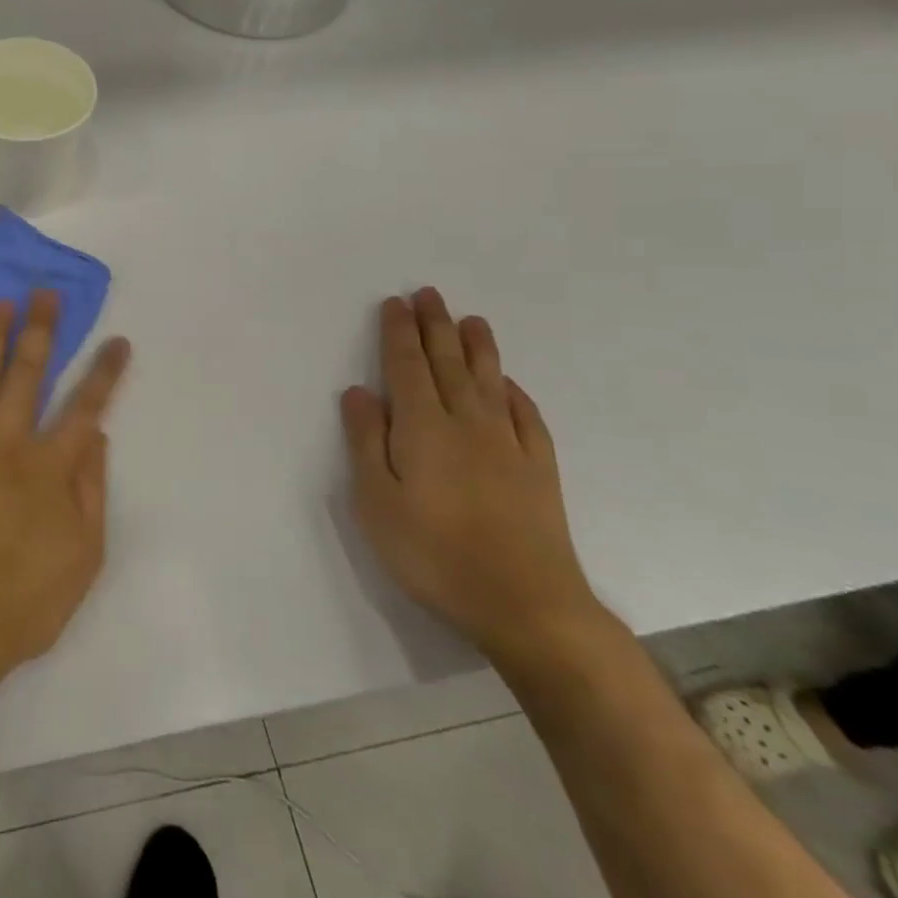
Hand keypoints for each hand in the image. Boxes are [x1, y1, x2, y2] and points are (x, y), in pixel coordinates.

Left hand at [0, 291, 130, 699]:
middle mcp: (7, 443)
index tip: (116, 339)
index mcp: (51, 467)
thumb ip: (92, 490)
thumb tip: (96, 435)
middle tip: (44, 294)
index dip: (104, 371)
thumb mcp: (83, 557)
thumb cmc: (23, 602)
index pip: (86, 406)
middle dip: (41, 330)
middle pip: (28, 374)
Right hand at [341, 288, 601, 662]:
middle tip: (430, 294)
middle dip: (435, 326)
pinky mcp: (539, 470)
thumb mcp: (376, 501)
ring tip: (472, 320)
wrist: (525, 604)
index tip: (395, 303)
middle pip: (447, 363)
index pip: (406, 366)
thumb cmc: (433, 553)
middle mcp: (466, 423)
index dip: (399, 332)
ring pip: (489, 382)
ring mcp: (508, 445)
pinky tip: (510, 385)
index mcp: (422, 427)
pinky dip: (516, 393)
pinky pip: (527, 417)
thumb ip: (366, 442)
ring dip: (478, 348)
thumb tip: (358, 391)